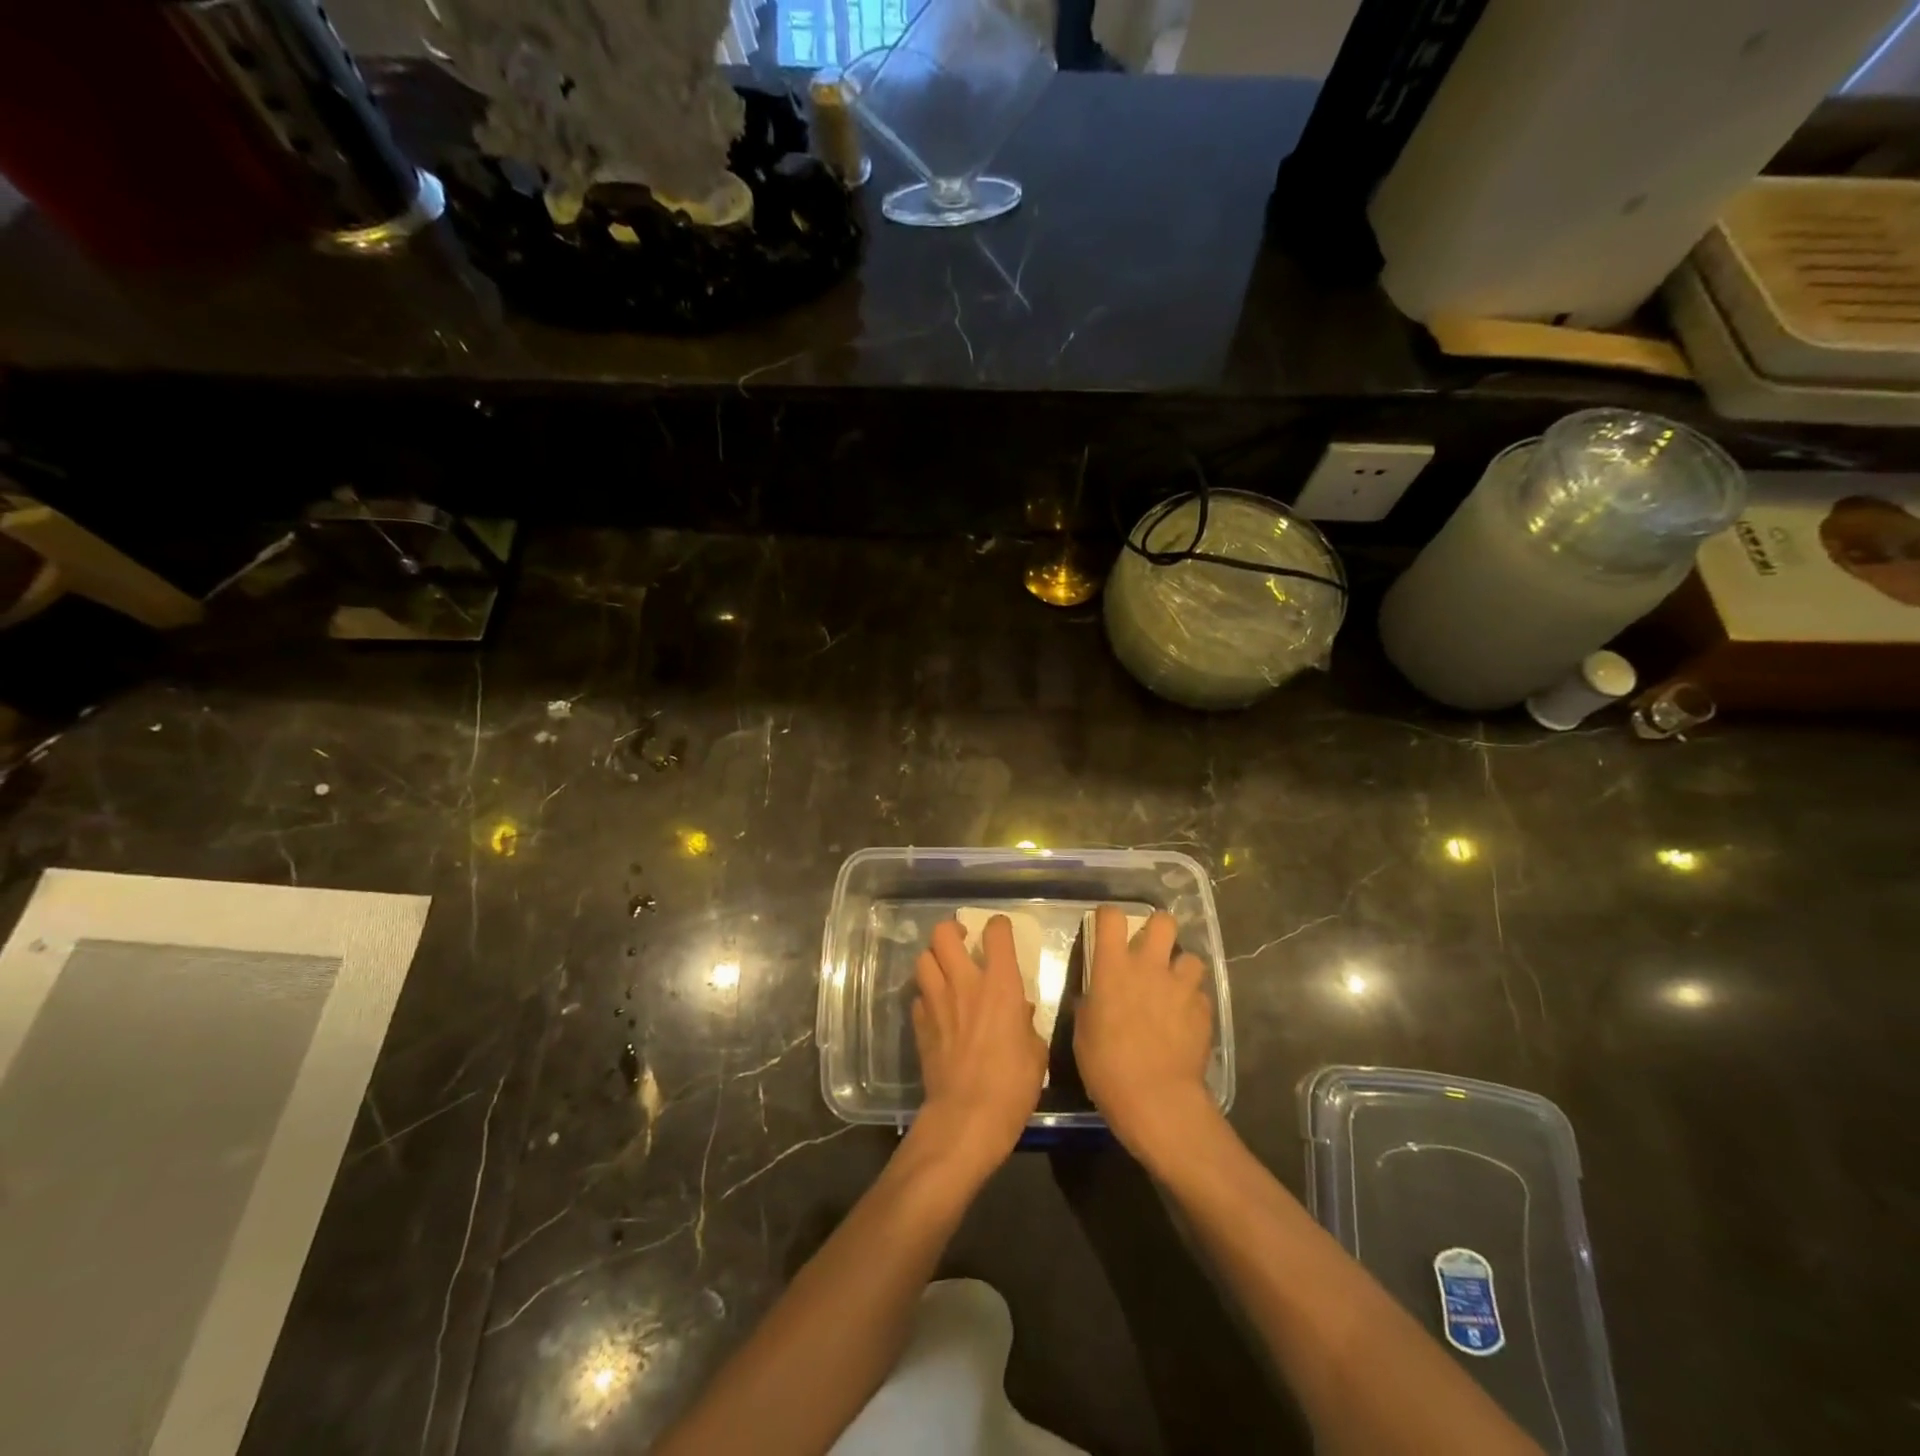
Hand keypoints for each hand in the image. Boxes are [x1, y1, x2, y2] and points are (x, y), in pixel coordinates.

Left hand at [909, 917, 1046, 1181]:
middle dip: (952, 930)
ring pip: (923, 960)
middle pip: (943, 935)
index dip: (998, 926)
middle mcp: (964, 983)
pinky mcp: (919, 1024)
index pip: (996, 934)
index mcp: (1000, 984)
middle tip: (962, 940)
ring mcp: (936, 1002)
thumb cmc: (1013, 1084)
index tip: (1000, 930)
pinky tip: (936, 1008)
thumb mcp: (1036, 1052)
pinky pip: (918, 996)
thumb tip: (1020, 1011)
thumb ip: (1027, 1023)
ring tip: (945, 969)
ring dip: (934, 959)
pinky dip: (926, 996)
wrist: (967, 1116)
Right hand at [1075, 905, 1216, 1166]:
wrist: (1156, 1098)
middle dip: (1158, 930)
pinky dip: (1192, 1002)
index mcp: (1114, 966)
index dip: (1109, 917)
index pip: (1111, 916)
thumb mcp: (1084, 1030)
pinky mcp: (1204, 1009)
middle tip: (1150, 950)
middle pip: (1163, 921)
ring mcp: (1181, 986)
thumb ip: (1092, 1002)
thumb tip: (1096, 995)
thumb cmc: (1106, 1065)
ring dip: (1181, 968)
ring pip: (1190, 957)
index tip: (1107, 929)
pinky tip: (1185, 1020)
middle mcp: (1149, 966)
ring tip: (1174, 987)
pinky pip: (1200, 994)